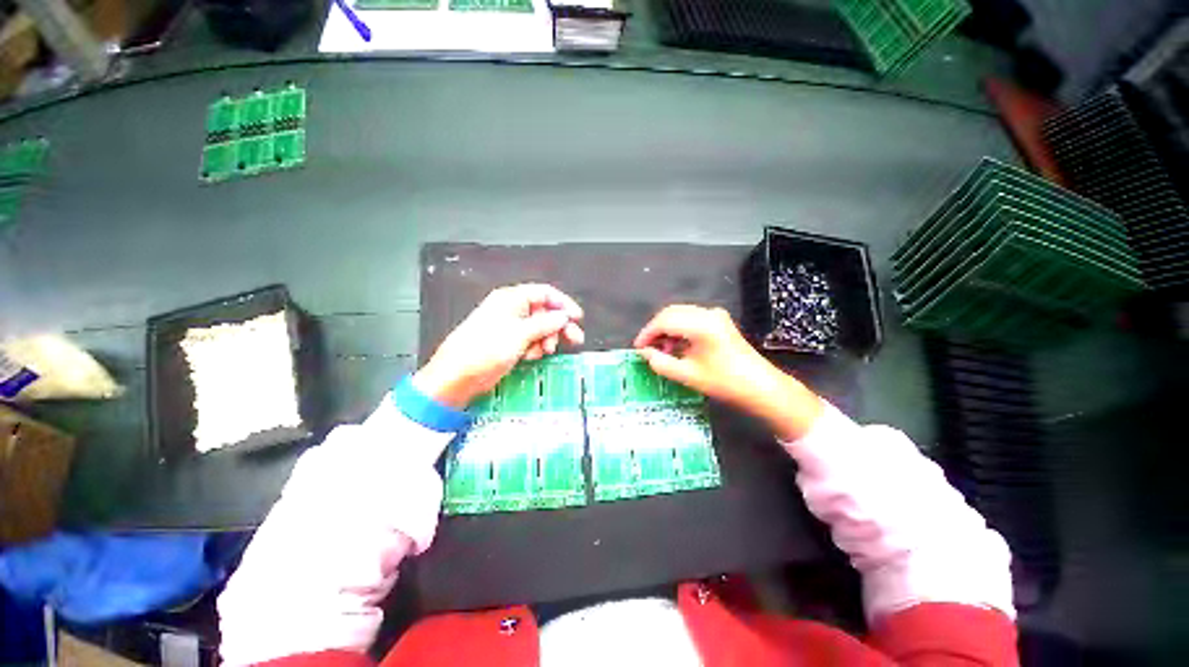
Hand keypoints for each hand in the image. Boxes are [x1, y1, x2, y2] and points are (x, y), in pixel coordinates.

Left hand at [413, 284, 584, 408]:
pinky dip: (536, 348)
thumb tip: (563, 316)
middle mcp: (512, 309)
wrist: (458, 376)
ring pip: (540, 328)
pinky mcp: (509, 342)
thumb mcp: (520, 334)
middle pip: (545, 312)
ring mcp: (511, 326)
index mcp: (511, 299)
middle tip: (574, 338)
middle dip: (559, 326)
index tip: (577, 318)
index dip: (563, 304)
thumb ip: (546, 323)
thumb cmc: (484, 350)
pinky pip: (531, 341)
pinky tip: (531, 356)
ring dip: (547, 339)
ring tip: (545, 351)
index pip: (544, 293)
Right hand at [633, 305, 822, 439]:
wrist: (761, 387)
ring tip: (662, 350)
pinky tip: (677, 346)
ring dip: (667, 329)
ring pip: (680, 314)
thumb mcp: (687, 375)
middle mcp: (708, 313)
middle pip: (671, 313)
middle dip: (656, 329)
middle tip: (647, 348)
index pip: (664, 321)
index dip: (647, 333)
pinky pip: (691, 318)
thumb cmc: (724, 383)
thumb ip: (661, 362)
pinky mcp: (719, 321)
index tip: (637, 348)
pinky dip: (679, 329)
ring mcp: (715, 315)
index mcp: (701, 325)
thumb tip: (646, 353)